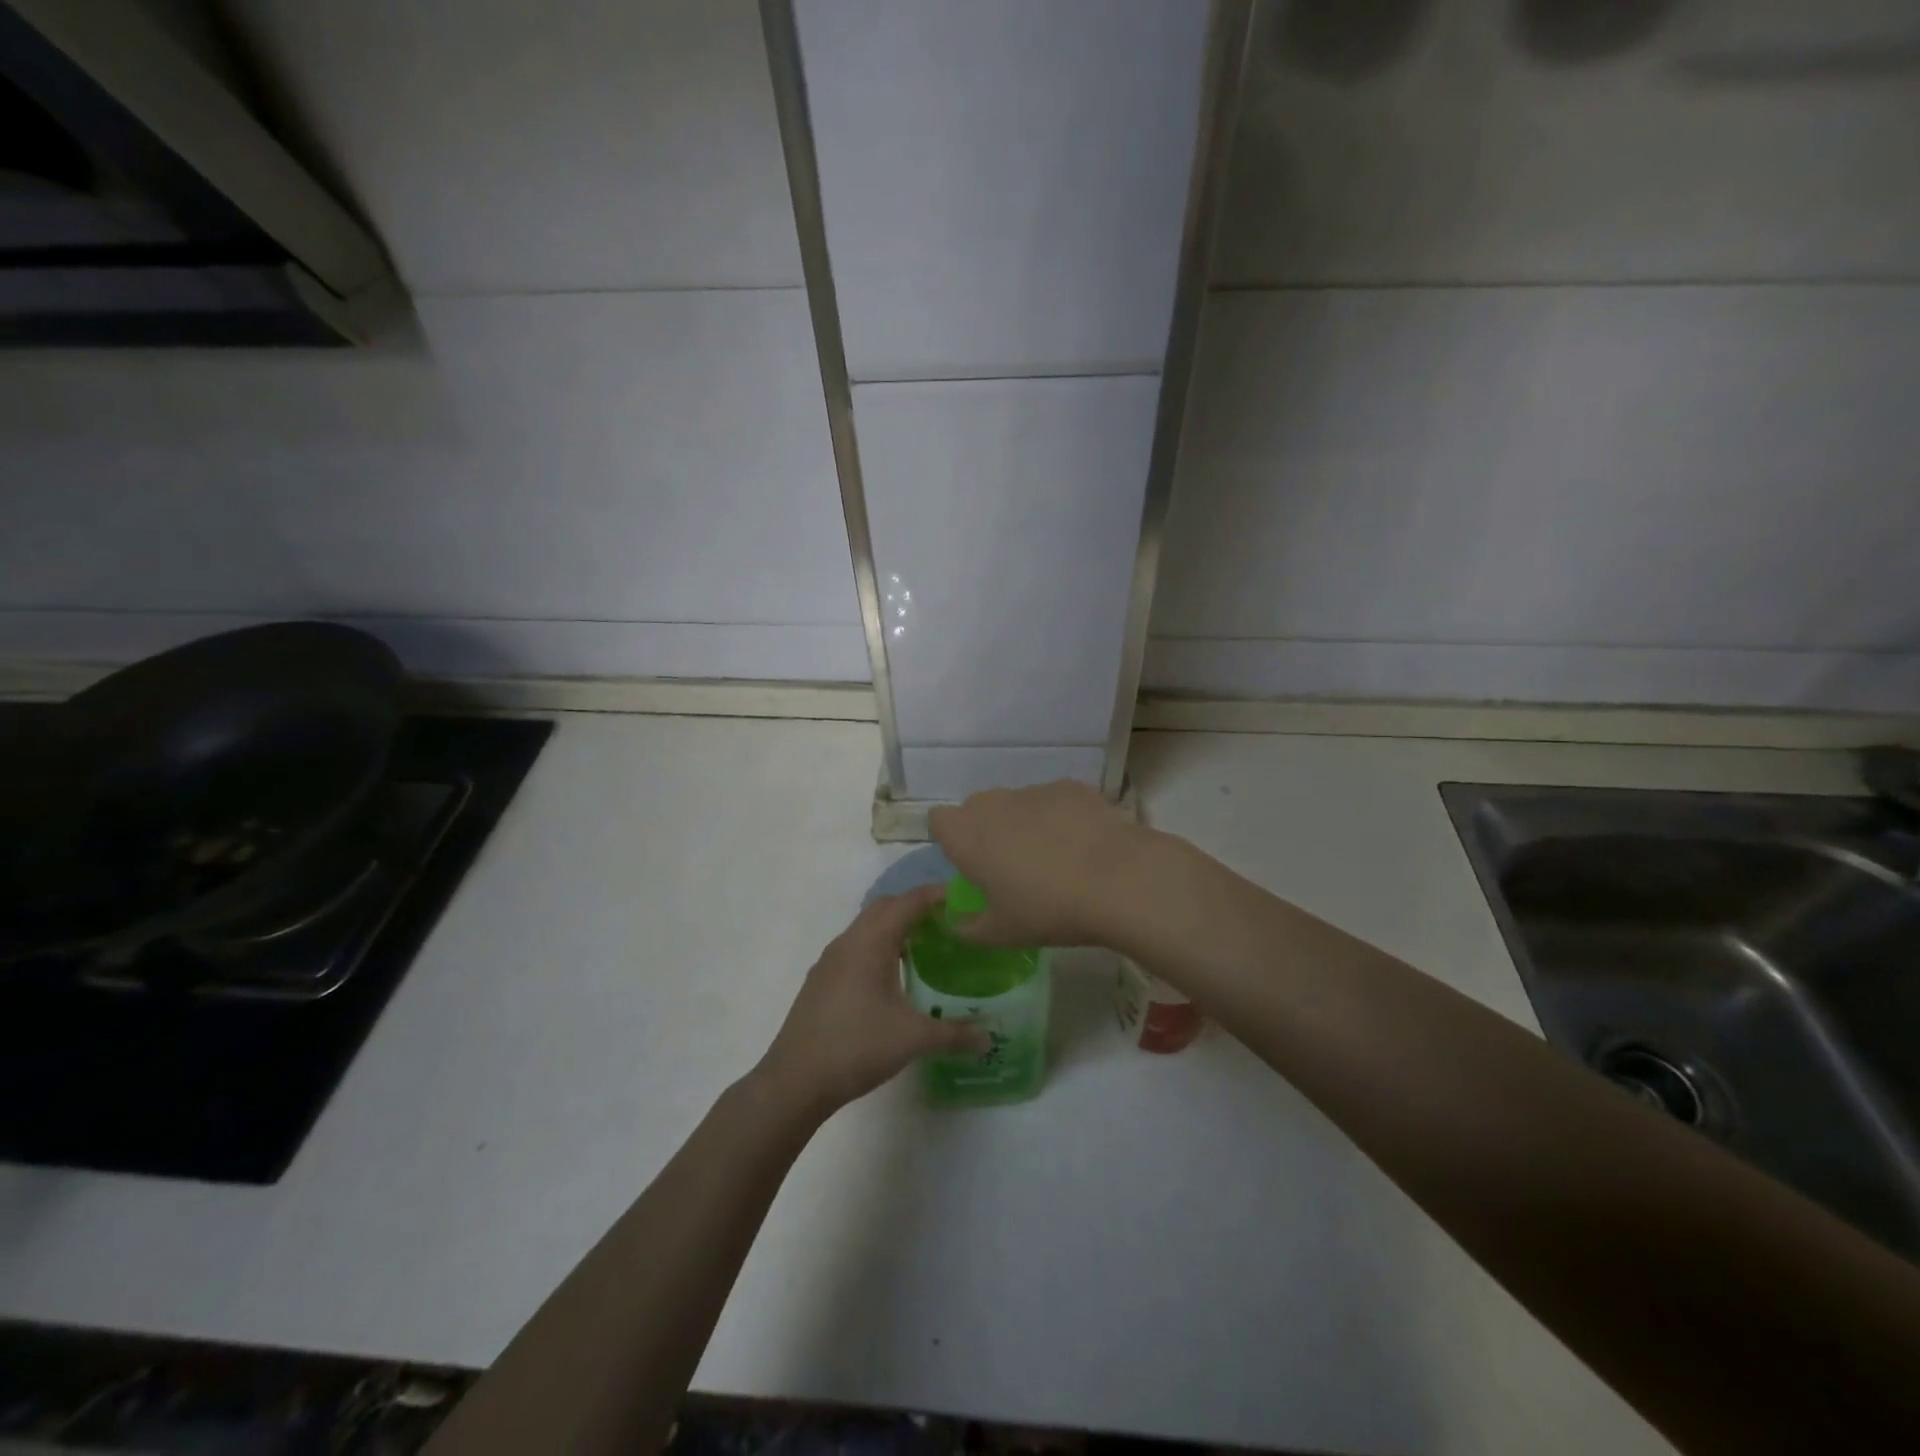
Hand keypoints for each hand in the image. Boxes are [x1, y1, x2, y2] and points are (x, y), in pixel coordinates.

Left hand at [758, 885, 989, 1115]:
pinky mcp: (821, 980)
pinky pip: (854, 947)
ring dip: (894, 927)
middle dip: (915, 907)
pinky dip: (877, 947)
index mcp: (871, 942)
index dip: (936, 895)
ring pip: (866, 927)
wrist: (795, 1080)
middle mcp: (848, 941)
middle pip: (885, 907)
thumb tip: (989, 1038)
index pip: (908, 902)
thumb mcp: (913, 1039)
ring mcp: (830, 960)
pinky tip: (891, 977)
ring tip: (925, 947)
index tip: (964, 898)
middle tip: (948, 922)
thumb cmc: (857, 1047)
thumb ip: (954, 1034)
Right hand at [928, 780, 1151, 948]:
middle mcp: (994, 803)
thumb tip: (954, 921)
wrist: (1118, 879)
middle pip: (978, 809)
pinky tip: (1084, 846)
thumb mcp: (1000, 934)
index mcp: (967, 835)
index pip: (939, 821)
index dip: (951, 840)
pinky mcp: (1071, 787)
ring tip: (1056, 859)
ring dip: (1024, 824)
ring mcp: (1034, 790)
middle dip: (987, 831)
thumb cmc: (1047, 909)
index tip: (970, 866)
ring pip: (1017, 804)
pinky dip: (1060, 818)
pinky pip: (1054, 801)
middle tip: (1011, 868)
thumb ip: (966, 927)